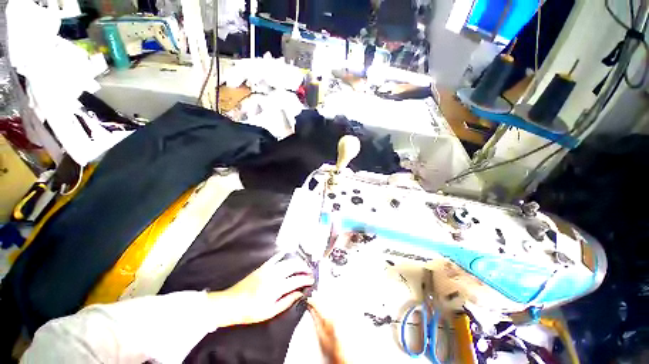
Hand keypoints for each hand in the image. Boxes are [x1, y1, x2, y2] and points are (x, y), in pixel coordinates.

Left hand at [208, 253, 313, 326]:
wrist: (231, 303)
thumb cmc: (250, 311)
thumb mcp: (269, 312)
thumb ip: (286, 302)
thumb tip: (300, 293)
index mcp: (275, 288)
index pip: (296, 280)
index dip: (305, 279)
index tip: (312, 280)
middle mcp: (273, 275)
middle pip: (293, 266)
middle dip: (304, 267)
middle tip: (309, 271)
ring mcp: (268, 269)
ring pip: (287, 260)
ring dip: (296, 261)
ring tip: (302, 265)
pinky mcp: (262, 266)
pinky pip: (276, 257)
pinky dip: (284, 255)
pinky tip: (289, 255)